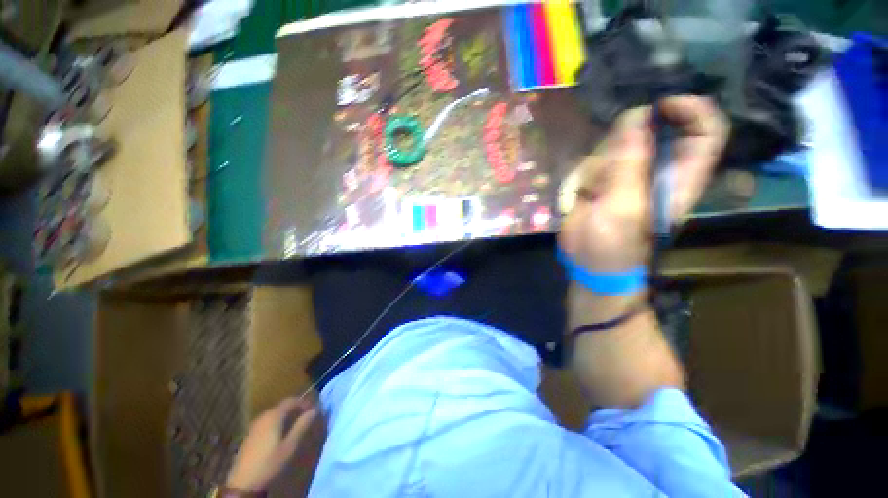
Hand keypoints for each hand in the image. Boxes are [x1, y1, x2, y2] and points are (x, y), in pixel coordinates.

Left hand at [225, 398, 318, 492]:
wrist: (243, 482)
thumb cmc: (270, 462)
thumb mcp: (290, 445)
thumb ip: (302, 425)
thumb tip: (315, 410)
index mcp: (274, 416)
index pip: (292, 400)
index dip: (304, 402)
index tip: (314, 408)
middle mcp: (263, 416)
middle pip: (282, 406)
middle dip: (296, 408)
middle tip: (307, 416)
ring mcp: (255, 425)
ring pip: (275, 413)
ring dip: (287, 415)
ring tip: (297, 424)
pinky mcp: (250, 434)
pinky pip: (268, 421)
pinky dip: (278, 421)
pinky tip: (281, 433)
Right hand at [560, 97, 727, 406]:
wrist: (589, 266)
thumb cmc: (612, 246)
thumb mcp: (622, 207)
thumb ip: (629, 163)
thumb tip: (637, 116)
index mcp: (678, 176)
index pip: (707, 130)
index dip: (691, 108)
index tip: (658, 106)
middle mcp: (657, 169)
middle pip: (652, 130)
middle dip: (624, 142)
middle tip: (605, 169)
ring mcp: (629, 175)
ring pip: (616, 145)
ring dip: (598, 164)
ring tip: (590, 193)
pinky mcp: (605, 182)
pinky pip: (595, 161)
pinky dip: (584, 174)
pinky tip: (580, 196)